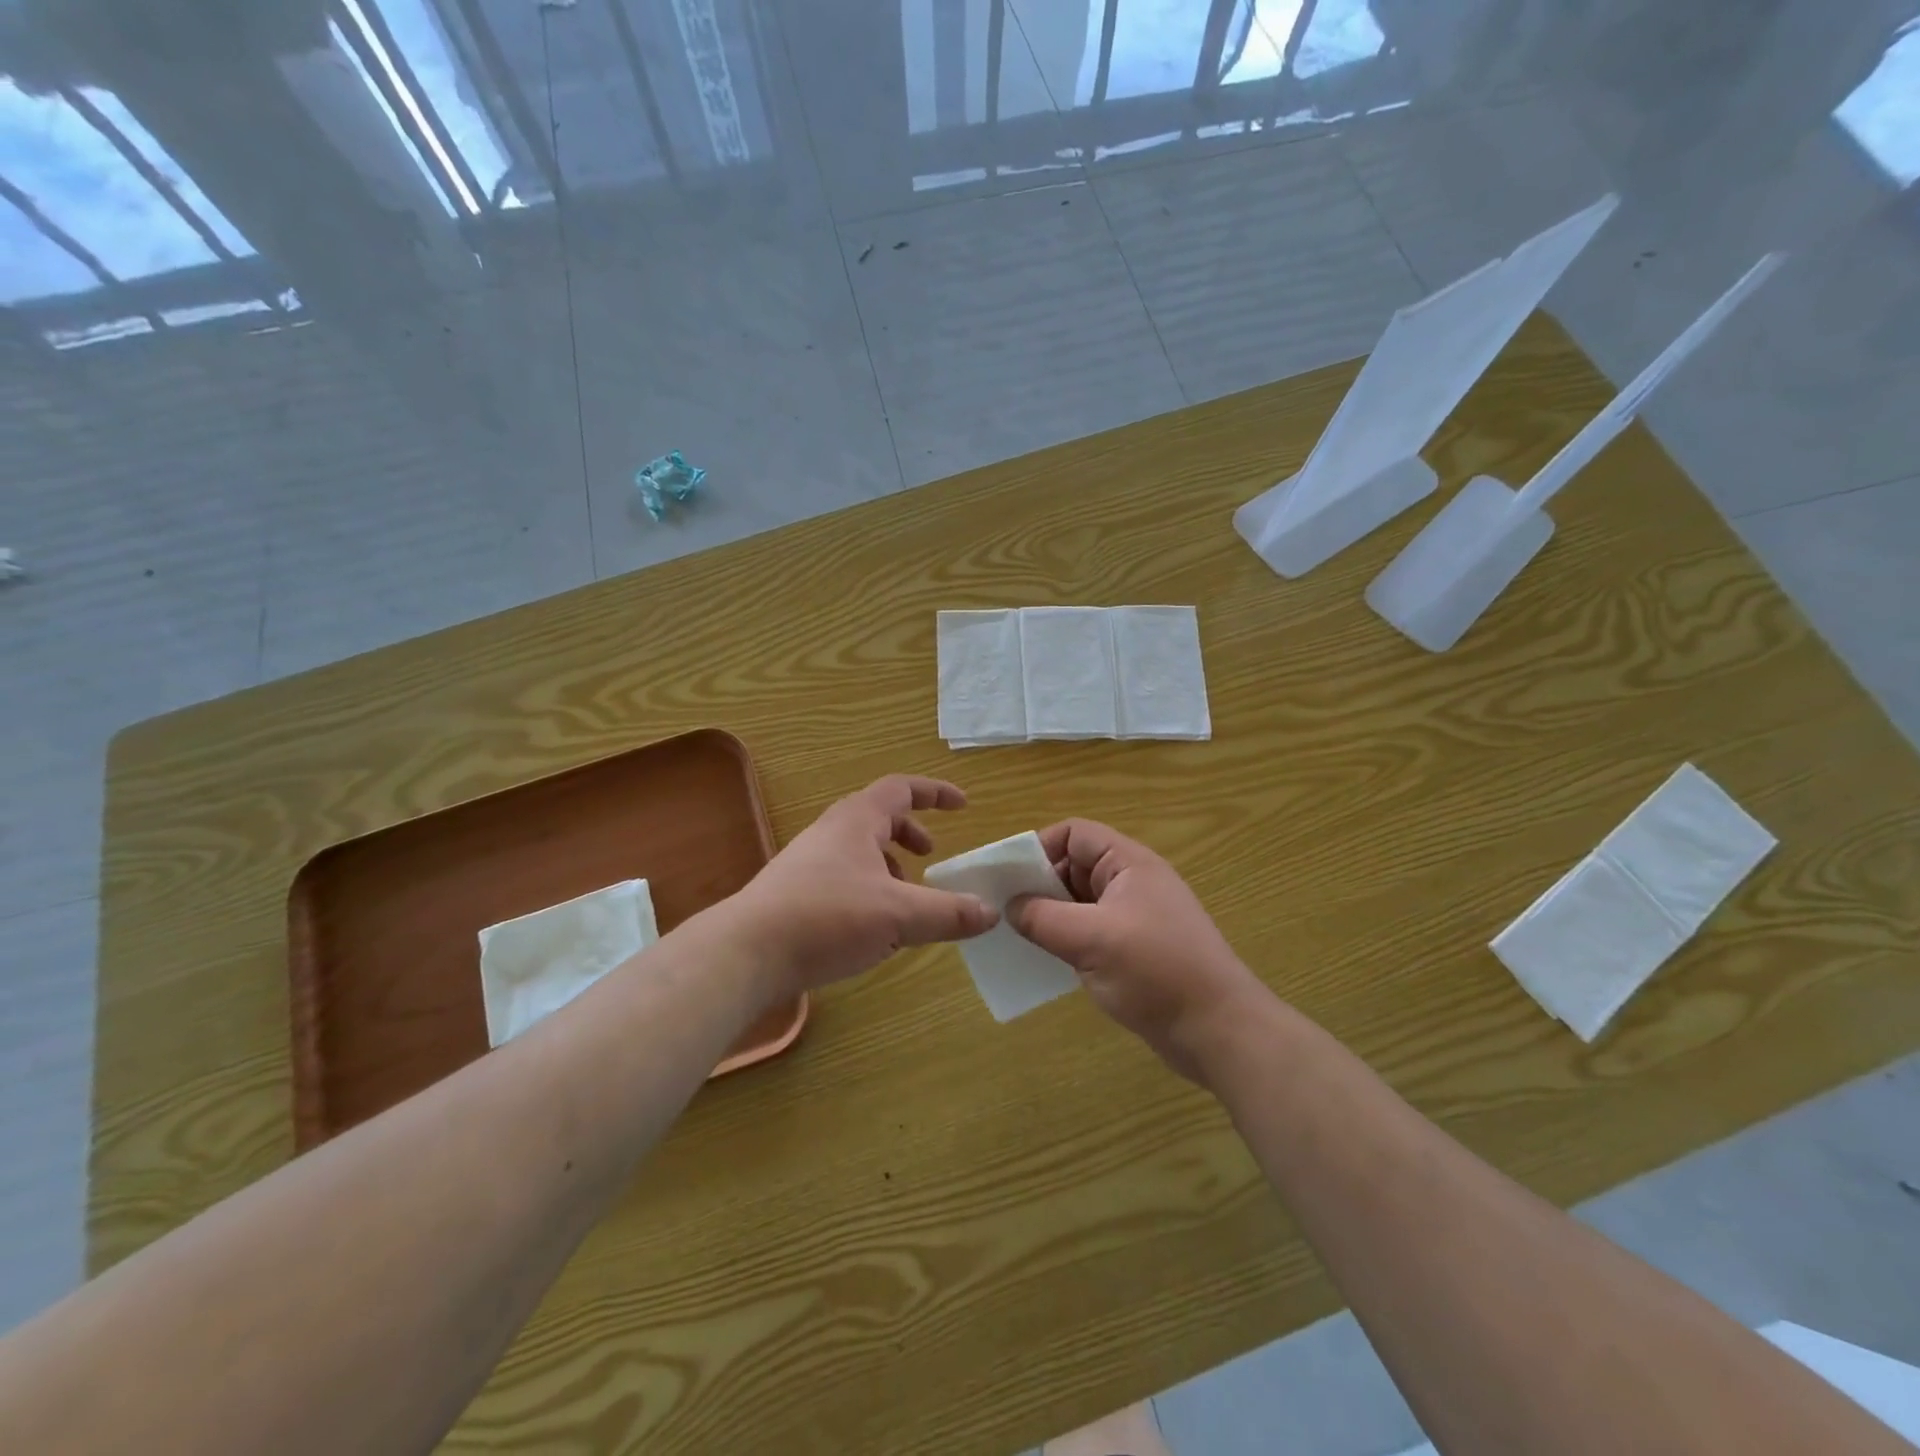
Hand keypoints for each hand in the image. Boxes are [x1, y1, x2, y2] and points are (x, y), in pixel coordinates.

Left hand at [730, 775, 997, 997]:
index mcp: (857, 820)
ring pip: (860, 852)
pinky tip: (874, 931)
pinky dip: (869, 892)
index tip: (963, 805)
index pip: (901, 788)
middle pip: (878, 818)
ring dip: (890, 868)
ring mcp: (808, 862)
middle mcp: (831, 832)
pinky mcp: (795, 893)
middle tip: (930, 857)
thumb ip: (948, 913)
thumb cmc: (827, 917)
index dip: (935, 793)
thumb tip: (990, 912)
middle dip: (910, 834)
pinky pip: (844, 879)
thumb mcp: (899, 915)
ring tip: (906, 902)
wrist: (746, 952)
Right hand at [1007, 819, 1269, 1081]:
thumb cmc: (1156, 972)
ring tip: (1018, 938)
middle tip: (1005, 912)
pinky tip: (1047, 962)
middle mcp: (1132, 883)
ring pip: (1080, 902)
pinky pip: (1091, 932)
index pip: (1074, 834)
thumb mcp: (1091, 939)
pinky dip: (1068, 940)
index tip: (1009, 879)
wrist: (1219, 1030)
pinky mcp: (1135, 950)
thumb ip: (1043, 918)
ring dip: (1051, 916)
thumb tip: (1011, 907)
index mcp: (1128, 864)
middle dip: (1040, 885)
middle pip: (1075, 866)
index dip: (1040, 848)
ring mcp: (1135, 918)